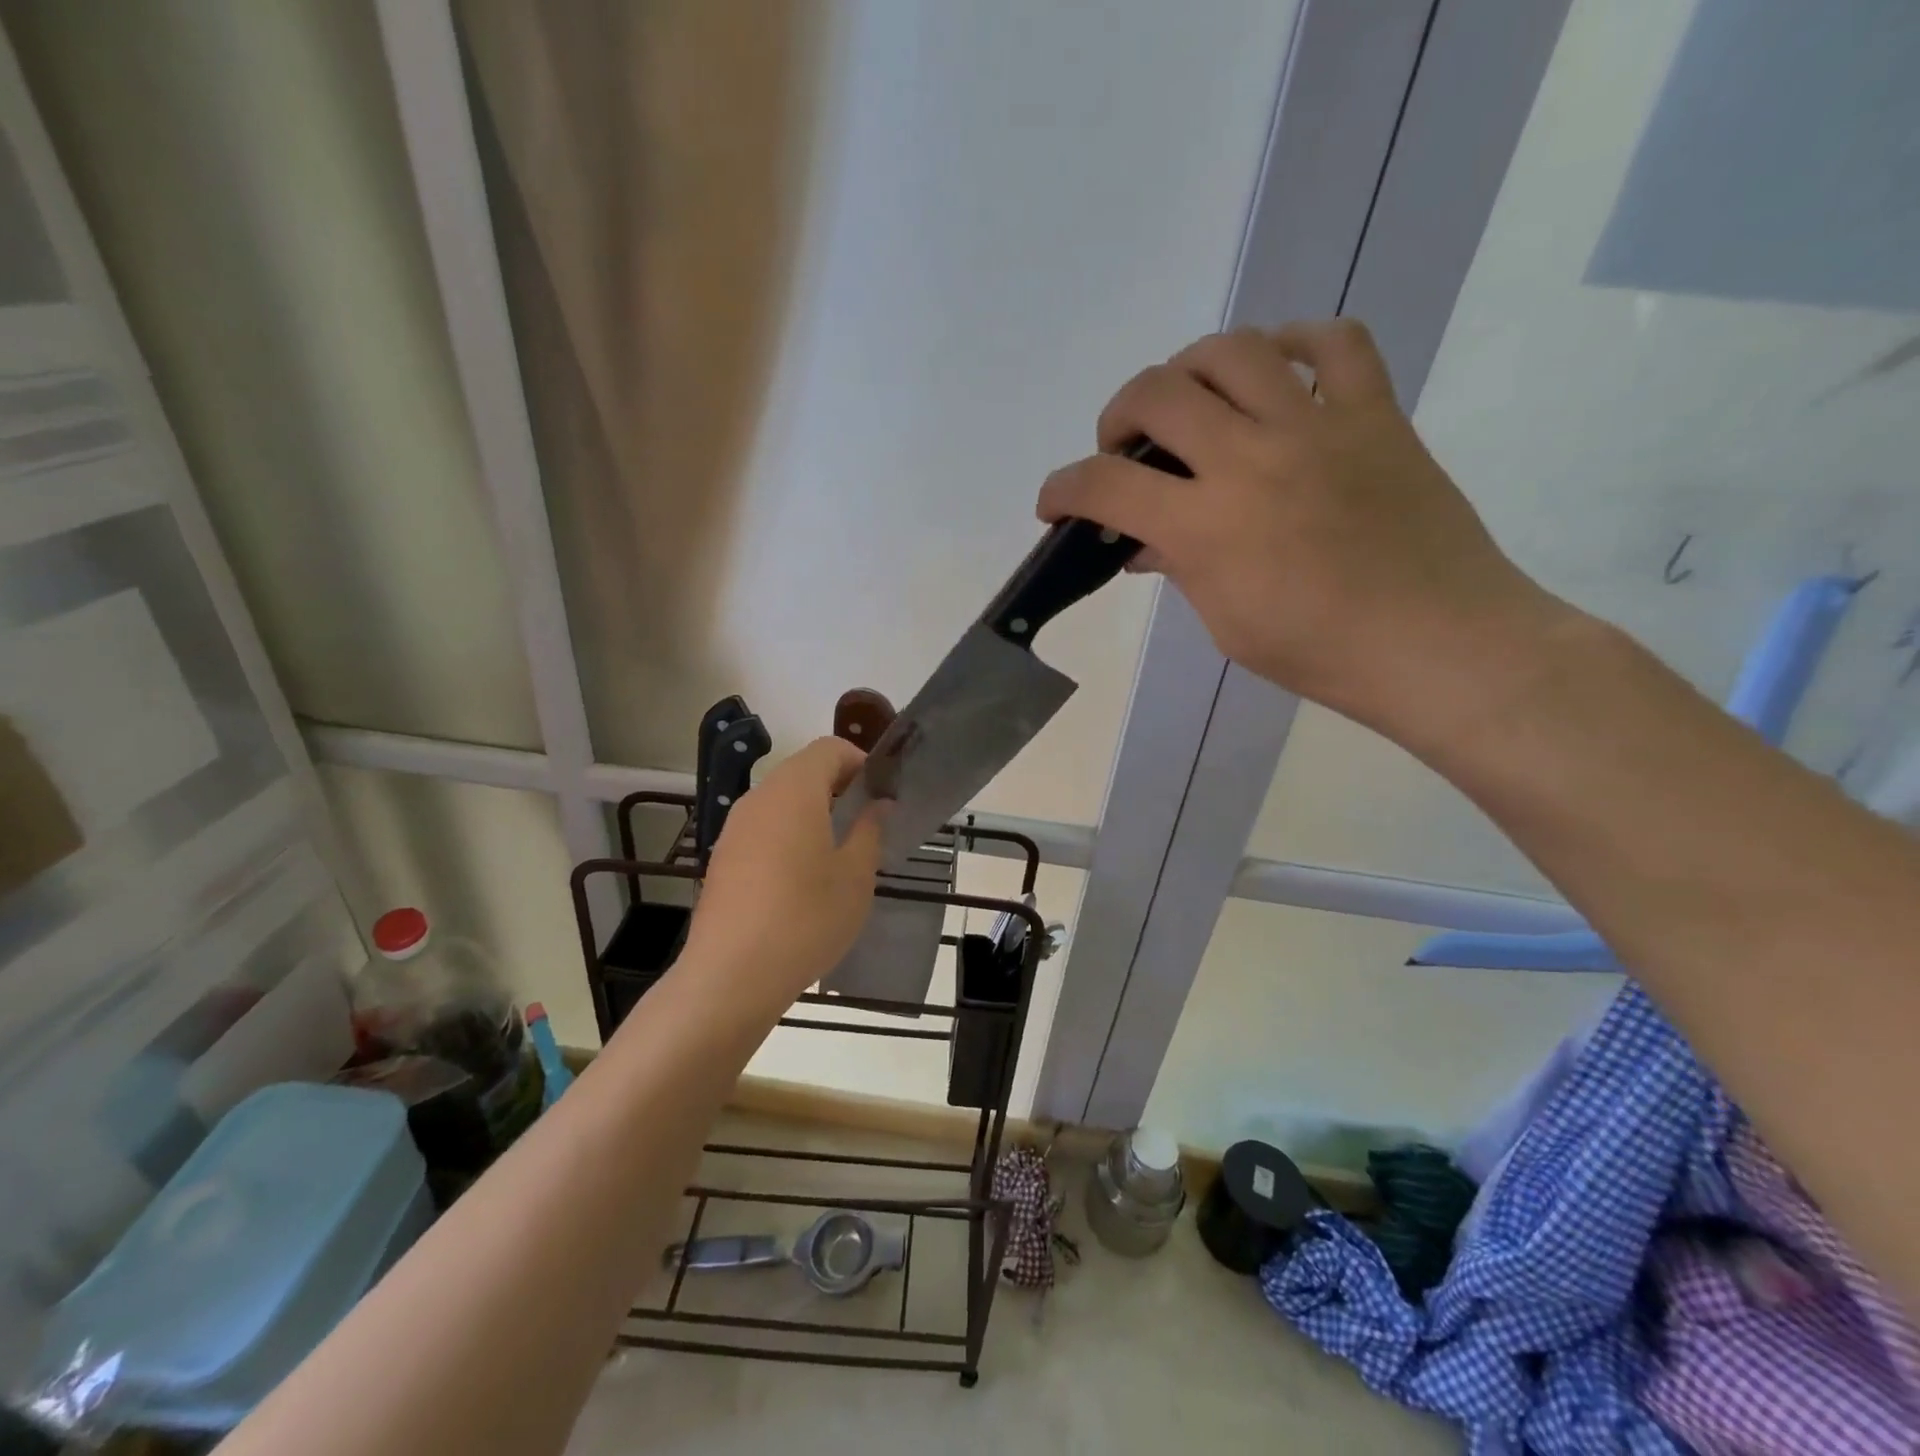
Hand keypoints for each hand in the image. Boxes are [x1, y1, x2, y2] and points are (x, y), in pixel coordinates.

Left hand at [681, 736, 885, 1014]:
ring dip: (814, 812)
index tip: (882, 795)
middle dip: (839, 788)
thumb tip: (878, 805)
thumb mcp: (855, 876)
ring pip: (781, 801)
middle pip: (803, 771)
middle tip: (868, 823)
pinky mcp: (723, 858)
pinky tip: (803, 879)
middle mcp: (759, 798)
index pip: (829, 749)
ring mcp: (735, 828)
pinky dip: (789, 835)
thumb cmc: (806, 918)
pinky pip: (764, 828)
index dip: (860, 762)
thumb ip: (870, 830)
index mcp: (793, 791)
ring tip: (839, 853)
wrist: (731, 976)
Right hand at [1037, 319, 1573, 744]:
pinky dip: (1295, 343)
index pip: (1105, 486)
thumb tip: (1147, 542)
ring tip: (1190, 402)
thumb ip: (1180, 567)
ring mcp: (1317, 426)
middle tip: (1123, 450)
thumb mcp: (1226, 622)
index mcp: (1207, 525)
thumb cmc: (1319, 652)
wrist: (1437, 643)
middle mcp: (1251, 458)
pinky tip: (1276, 369)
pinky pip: (1335, 342)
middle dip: (1116, 417)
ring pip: (1232, 349)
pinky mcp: (1374, 413)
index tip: (1053, 503)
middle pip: (1156, 393)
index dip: (1061, 489)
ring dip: (1189, 370)